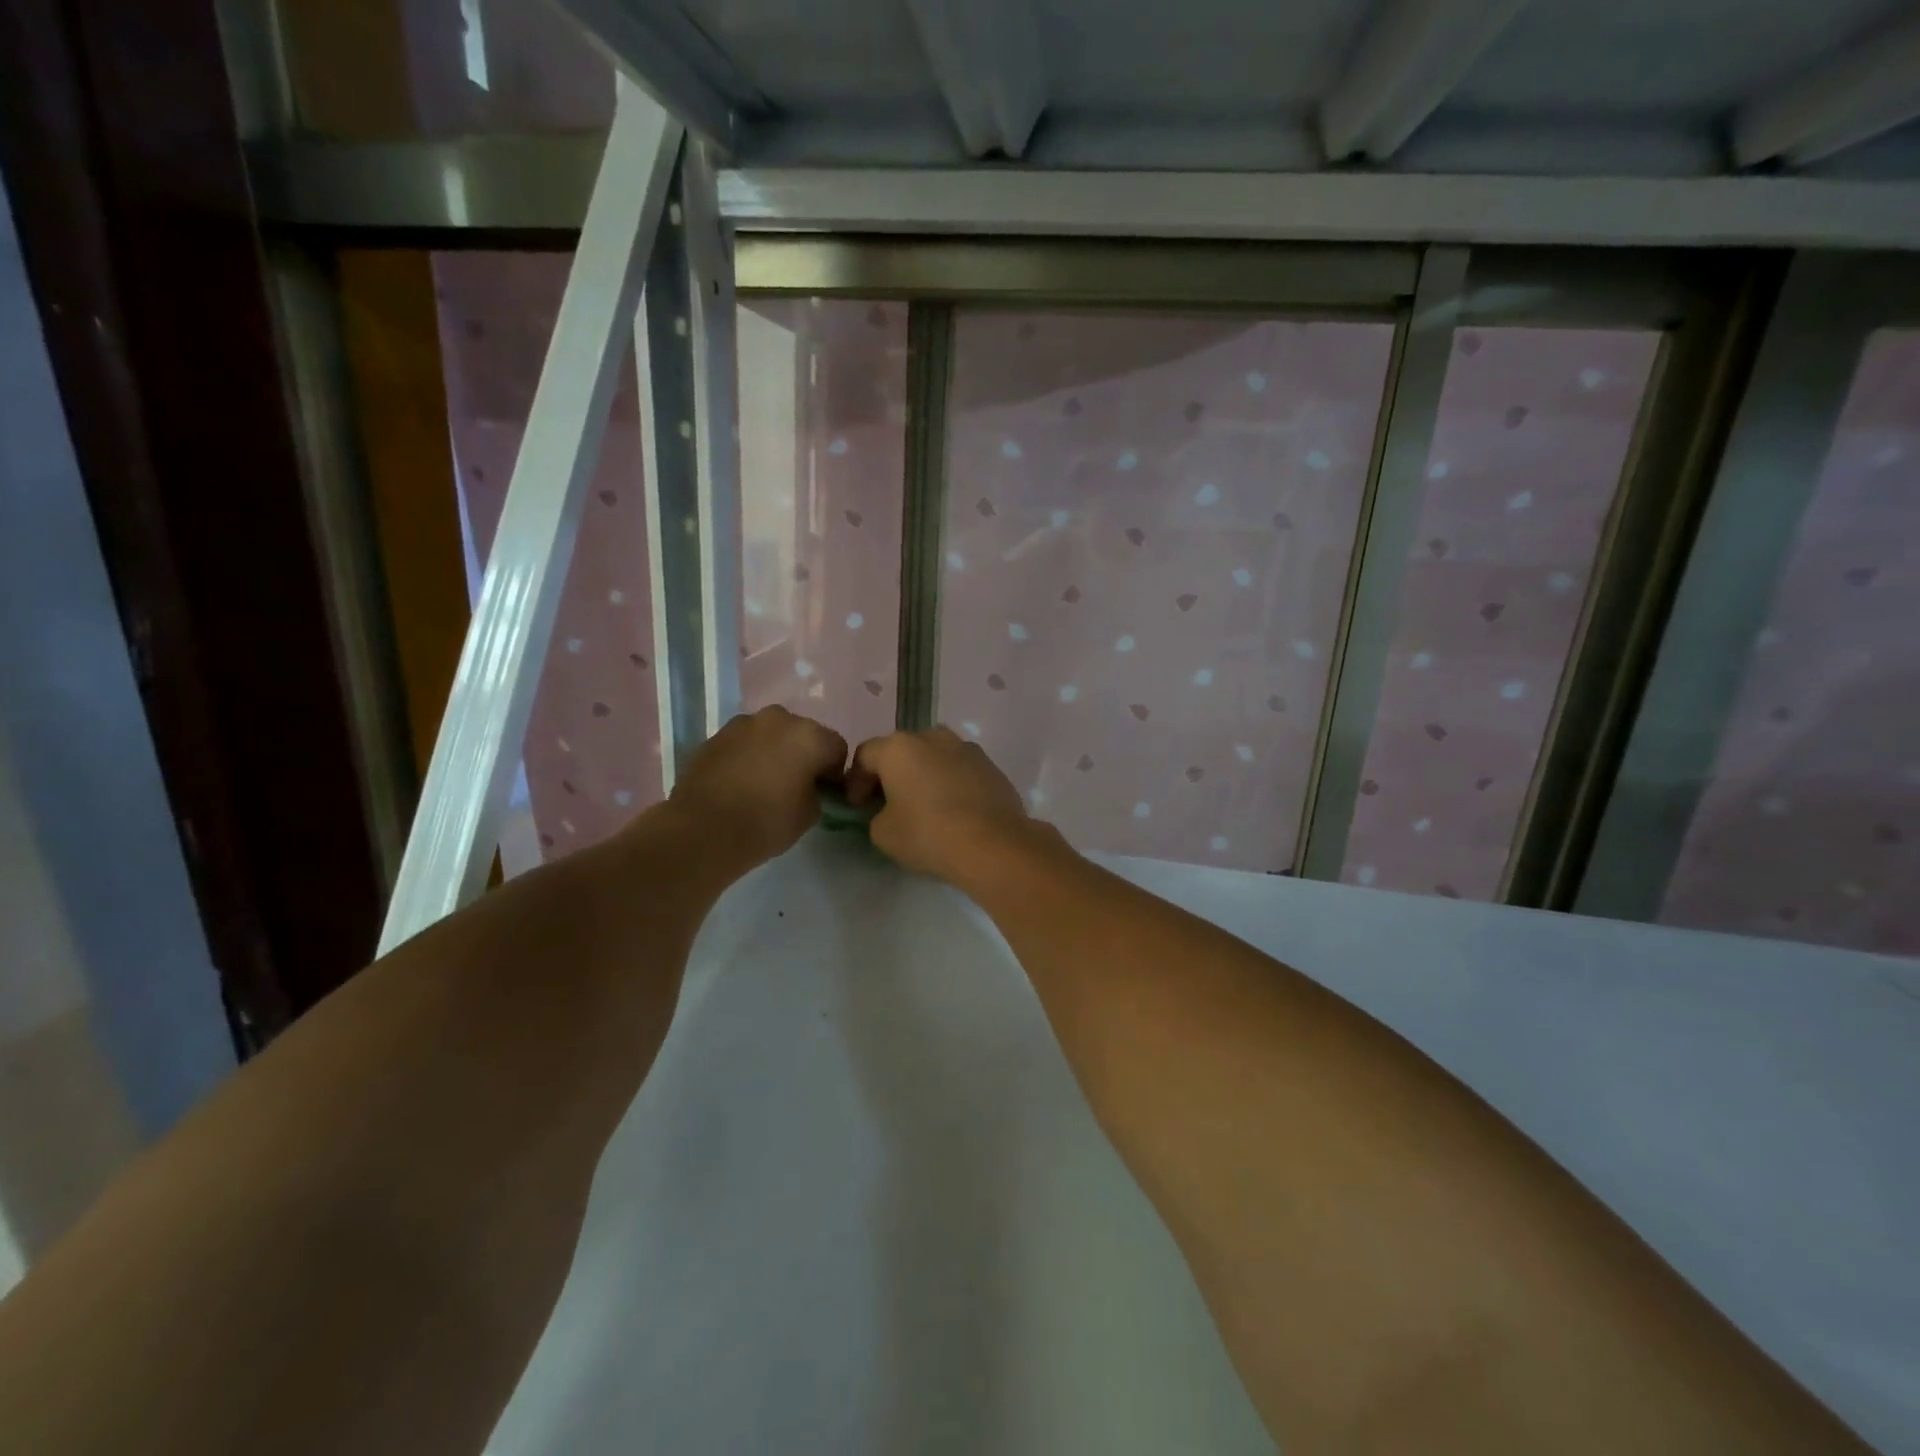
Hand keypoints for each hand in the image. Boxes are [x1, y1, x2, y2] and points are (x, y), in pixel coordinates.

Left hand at [668, 706, 847, 869]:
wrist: (703, 830)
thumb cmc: (766, 823)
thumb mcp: (810, 814)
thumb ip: (817, 792)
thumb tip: (809, 786)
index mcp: (809, 736)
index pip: (837, 748)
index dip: (834, 772)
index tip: (824, 793)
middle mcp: (779, 719)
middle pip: (803, 734)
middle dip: (803, 755)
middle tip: (795, 785)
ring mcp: (744, 723)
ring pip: (771, 735)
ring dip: (774, 752)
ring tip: (763, 783)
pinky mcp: (716, 735)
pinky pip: (744, 742)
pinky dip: (748, 756)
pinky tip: (739, 782)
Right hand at [846, 727, 1046, 884]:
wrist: (993, 844)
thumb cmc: (928, 834)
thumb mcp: (883, 833)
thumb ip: (877, 815)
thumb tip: (889, 812)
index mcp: (898, 747)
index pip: (865, 755)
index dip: (855, 781)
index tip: (858, 806)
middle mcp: (932, 736)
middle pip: (901, 751)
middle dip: (891, 774)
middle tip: (887, 803)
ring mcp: (965, 747)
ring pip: (934, 757)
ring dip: (923, 775)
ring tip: (924, 805)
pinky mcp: (990, 765)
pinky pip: (959, 769)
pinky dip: (950, 783)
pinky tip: (953, 810)